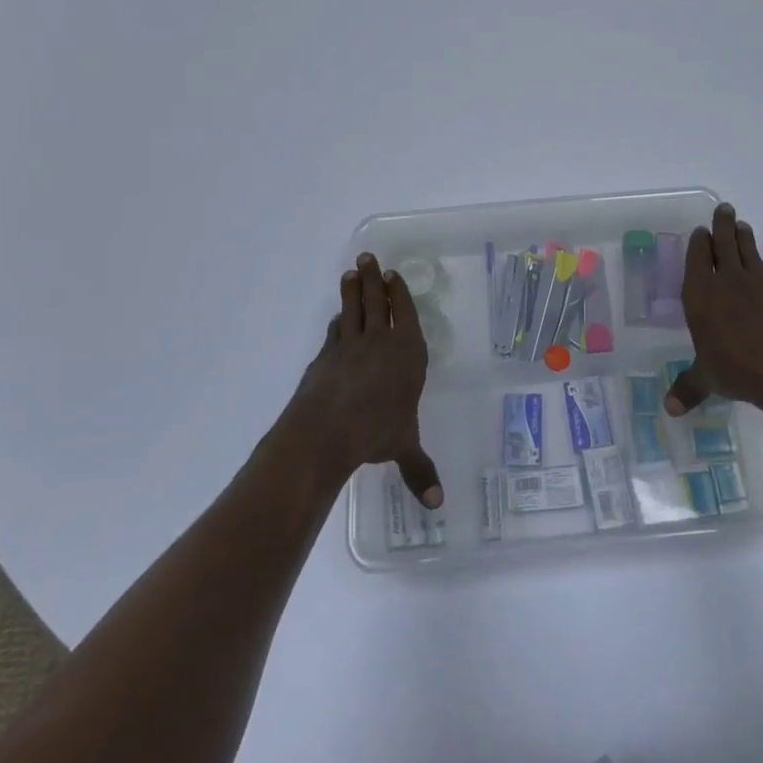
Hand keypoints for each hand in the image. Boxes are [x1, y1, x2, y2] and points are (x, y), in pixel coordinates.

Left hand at [283, 253, 440, 505]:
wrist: (325, 430)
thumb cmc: (375, 432)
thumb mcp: (403, 448)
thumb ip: (420, 471)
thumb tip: (437, 505)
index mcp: (407, 354)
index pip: (405, 314)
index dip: (400, 293)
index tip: (394, 275)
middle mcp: (380, 342)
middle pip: (377, 302)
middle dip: (375, 279)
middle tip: (368, 257)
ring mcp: (349, 345)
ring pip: (353, 308)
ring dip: (353, 289)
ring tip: (352, 271)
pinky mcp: (325, 355)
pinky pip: (334, 331)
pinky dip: (337, 321)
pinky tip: (336, 318)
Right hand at [665, 204, 762, 432]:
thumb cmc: (740, 373)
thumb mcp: (708, 381)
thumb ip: (688, 389)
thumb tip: (667, 410)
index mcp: (701, 297)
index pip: (697, 260)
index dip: (698, 243)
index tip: (699, 232)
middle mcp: (727, 282)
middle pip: (723, 244)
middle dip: (721, 225)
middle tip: (723, 209)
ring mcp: (758, 284)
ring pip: (748, 250)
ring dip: (743, 235)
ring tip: (740, 224)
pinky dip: (760, 261)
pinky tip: (760, 264)